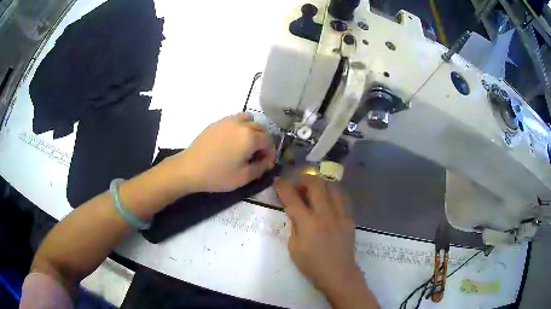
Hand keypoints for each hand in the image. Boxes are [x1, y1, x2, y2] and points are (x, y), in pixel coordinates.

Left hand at [174, 113, 275, 192]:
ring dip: (252, 130)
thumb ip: (261, 167)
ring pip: (248, 120)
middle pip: (261, 128)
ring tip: (245, 144)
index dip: (270, 152)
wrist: (189, 168)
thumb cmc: (217, 175)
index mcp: (250, 137)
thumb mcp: (244, 177)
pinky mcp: (217, 122)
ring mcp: (228, 120)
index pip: (269, 140)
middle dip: (263, 141)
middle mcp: (241, 124)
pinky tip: (232, 141)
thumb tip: (268, 161)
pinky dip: (240, 127)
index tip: (265, 163)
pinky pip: (235, 119)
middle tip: (256, 156)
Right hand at [275, 174, 377, 308]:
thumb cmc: (312, 264)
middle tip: (297, 183)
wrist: (338, 272)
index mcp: (308, 224)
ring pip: (332, 186)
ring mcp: (340, 214)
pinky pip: (342, 197)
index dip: (283, 187)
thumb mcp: (293, 247)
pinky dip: (332, 192)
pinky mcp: (349, 217)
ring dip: (320, 183)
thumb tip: (295, 211)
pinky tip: (328, 197)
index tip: (278, 180)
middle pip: (315, 185)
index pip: (292, 198)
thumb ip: (294, 226)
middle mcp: (325, 215)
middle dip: (303, 179)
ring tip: (313, 188)